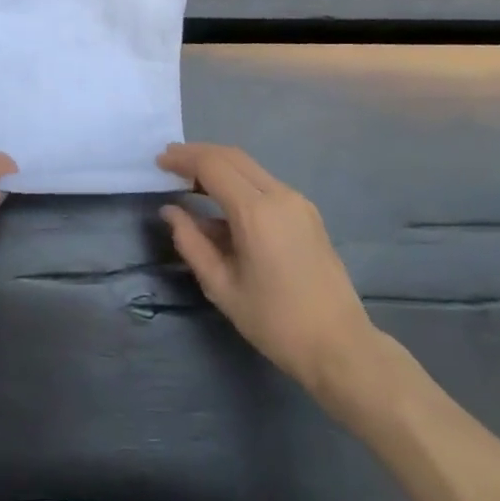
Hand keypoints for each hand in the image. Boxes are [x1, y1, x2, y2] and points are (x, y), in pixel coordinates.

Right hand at [157, 143, 378, 397]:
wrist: (340, 346)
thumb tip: (170, 211)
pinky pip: (265, 183)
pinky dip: (238, 181)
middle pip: (232, 156)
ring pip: (250, 167)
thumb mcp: (223, 288)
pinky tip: (222, 204)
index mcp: (256, 212)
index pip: (213, 166)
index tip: (159, 161)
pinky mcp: (306, 211)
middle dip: (199, 154)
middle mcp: (279, 195)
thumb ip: (191, 244)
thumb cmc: (276, 322)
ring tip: (190, 181)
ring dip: (219, 166)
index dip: (183, 158)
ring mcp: (297, 201)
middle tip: (170, 162)